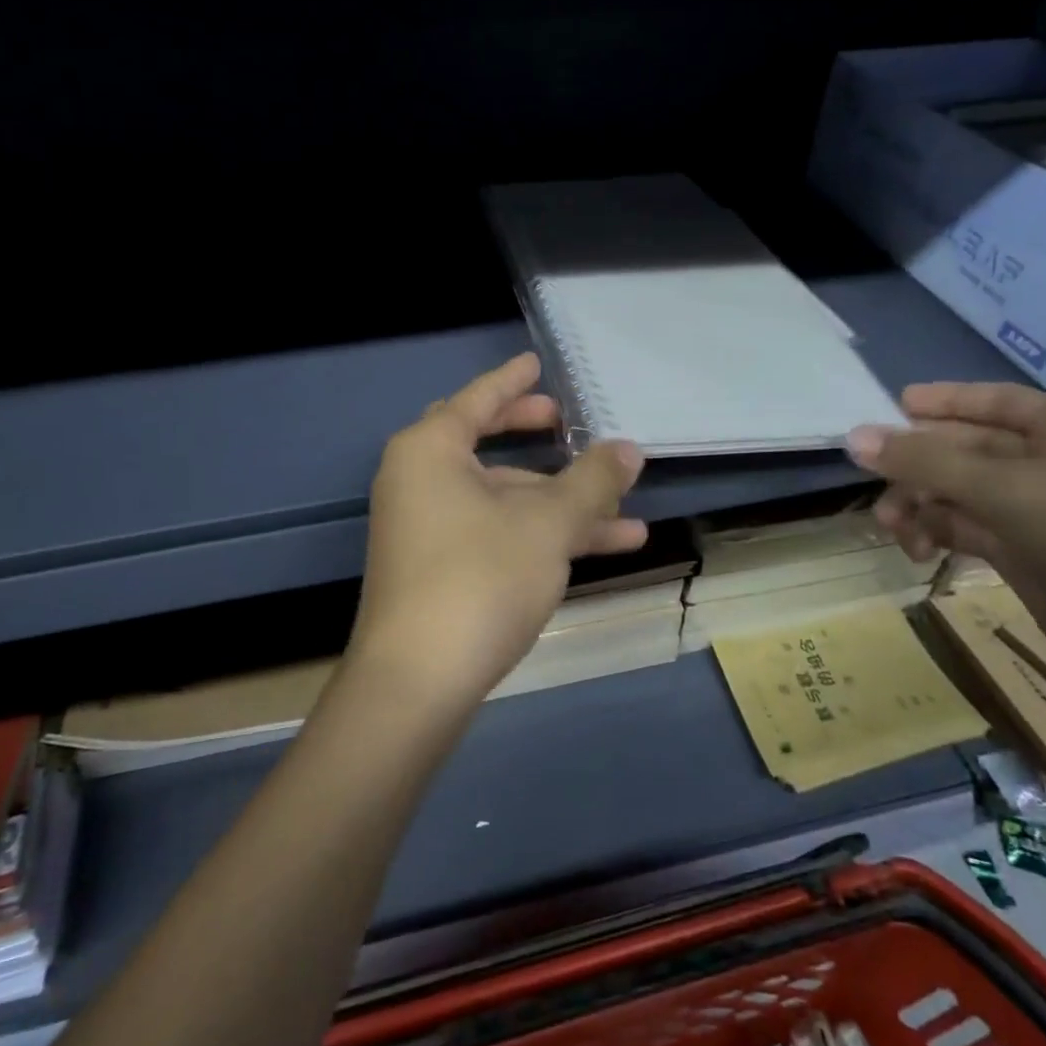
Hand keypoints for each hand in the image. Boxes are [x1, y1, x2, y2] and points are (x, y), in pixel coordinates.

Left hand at [349, 353, 647, 712]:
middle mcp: (419, 480)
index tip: (537, 363)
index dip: (513, 381)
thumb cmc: (480, 578)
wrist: (417, 682)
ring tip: (627, 516)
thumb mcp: (548, 524)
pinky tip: (598, 550)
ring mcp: (425, 527)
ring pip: (501, 499)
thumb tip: (629, 449)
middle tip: (568, 423)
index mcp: (431, 450)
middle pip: (486, 444)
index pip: (478, 399)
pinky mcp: (436, 569)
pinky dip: (539, 535)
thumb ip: (592, 482)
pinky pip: (495, 532)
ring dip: (560, 505)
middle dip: (534, 437)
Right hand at [848, 382, 1045, 722]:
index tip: (891, 404)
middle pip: (965, 447)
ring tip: (894, 529)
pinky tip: (918, 551)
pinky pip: (964, 528)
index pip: (994, 400)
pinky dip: (935, 533)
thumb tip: (854, 437)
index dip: (943, 400)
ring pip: (957, 491)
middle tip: (871, 481)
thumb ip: (928, 463)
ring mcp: (1038, 512)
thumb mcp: (1010, 493)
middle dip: (917, 463)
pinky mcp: (1026, 554)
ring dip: (919, 503)